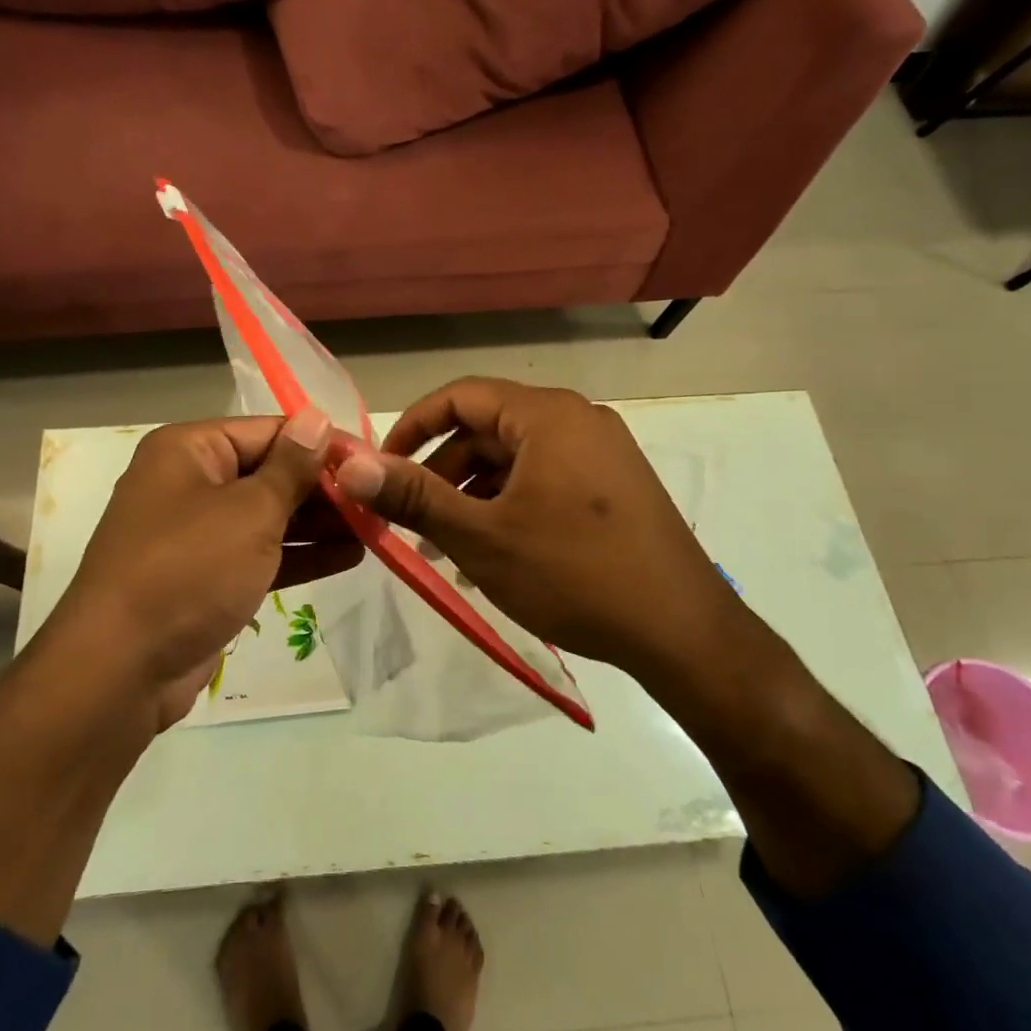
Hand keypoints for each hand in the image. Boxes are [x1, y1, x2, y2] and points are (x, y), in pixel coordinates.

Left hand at [49, 409, 360, 728]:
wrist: (120, 671)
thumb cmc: (188, 570)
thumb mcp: (249, 511)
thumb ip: (291, 466)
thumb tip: (317, 417)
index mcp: (190, 450)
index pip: (269, 431)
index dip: (322, 444)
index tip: (371, 461)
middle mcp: (190, 483)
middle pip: (270, 473)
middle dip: (324, 488)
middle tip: (379, 500)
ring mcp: (197, 534)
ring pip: (268, 517)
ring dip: (319, 524)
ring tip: (375, 527)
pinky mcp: (206, 578)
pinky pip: (260, 554)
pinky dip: (299, 555)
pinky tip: (349, 556)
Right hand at [330, 378, 735, 677]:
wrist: (685, 634)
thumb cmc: (575, 575)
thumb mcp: (482, 537)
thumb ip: (412, 496)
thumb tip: (346, 464)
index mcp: (547, 415)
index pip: (460, 397)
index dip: (412, 428)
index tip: (381, 470)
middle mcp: (577, 420)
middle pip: (488, 429)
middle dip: (442, 471)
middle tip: (413, 521)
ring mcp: (602, 453)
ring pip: (516, 459)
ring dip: (474, 494)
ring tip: (448, 547)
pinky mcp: (615, 486)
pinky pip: (546, 479)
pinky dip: (510, 505)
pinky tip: (495, 552)